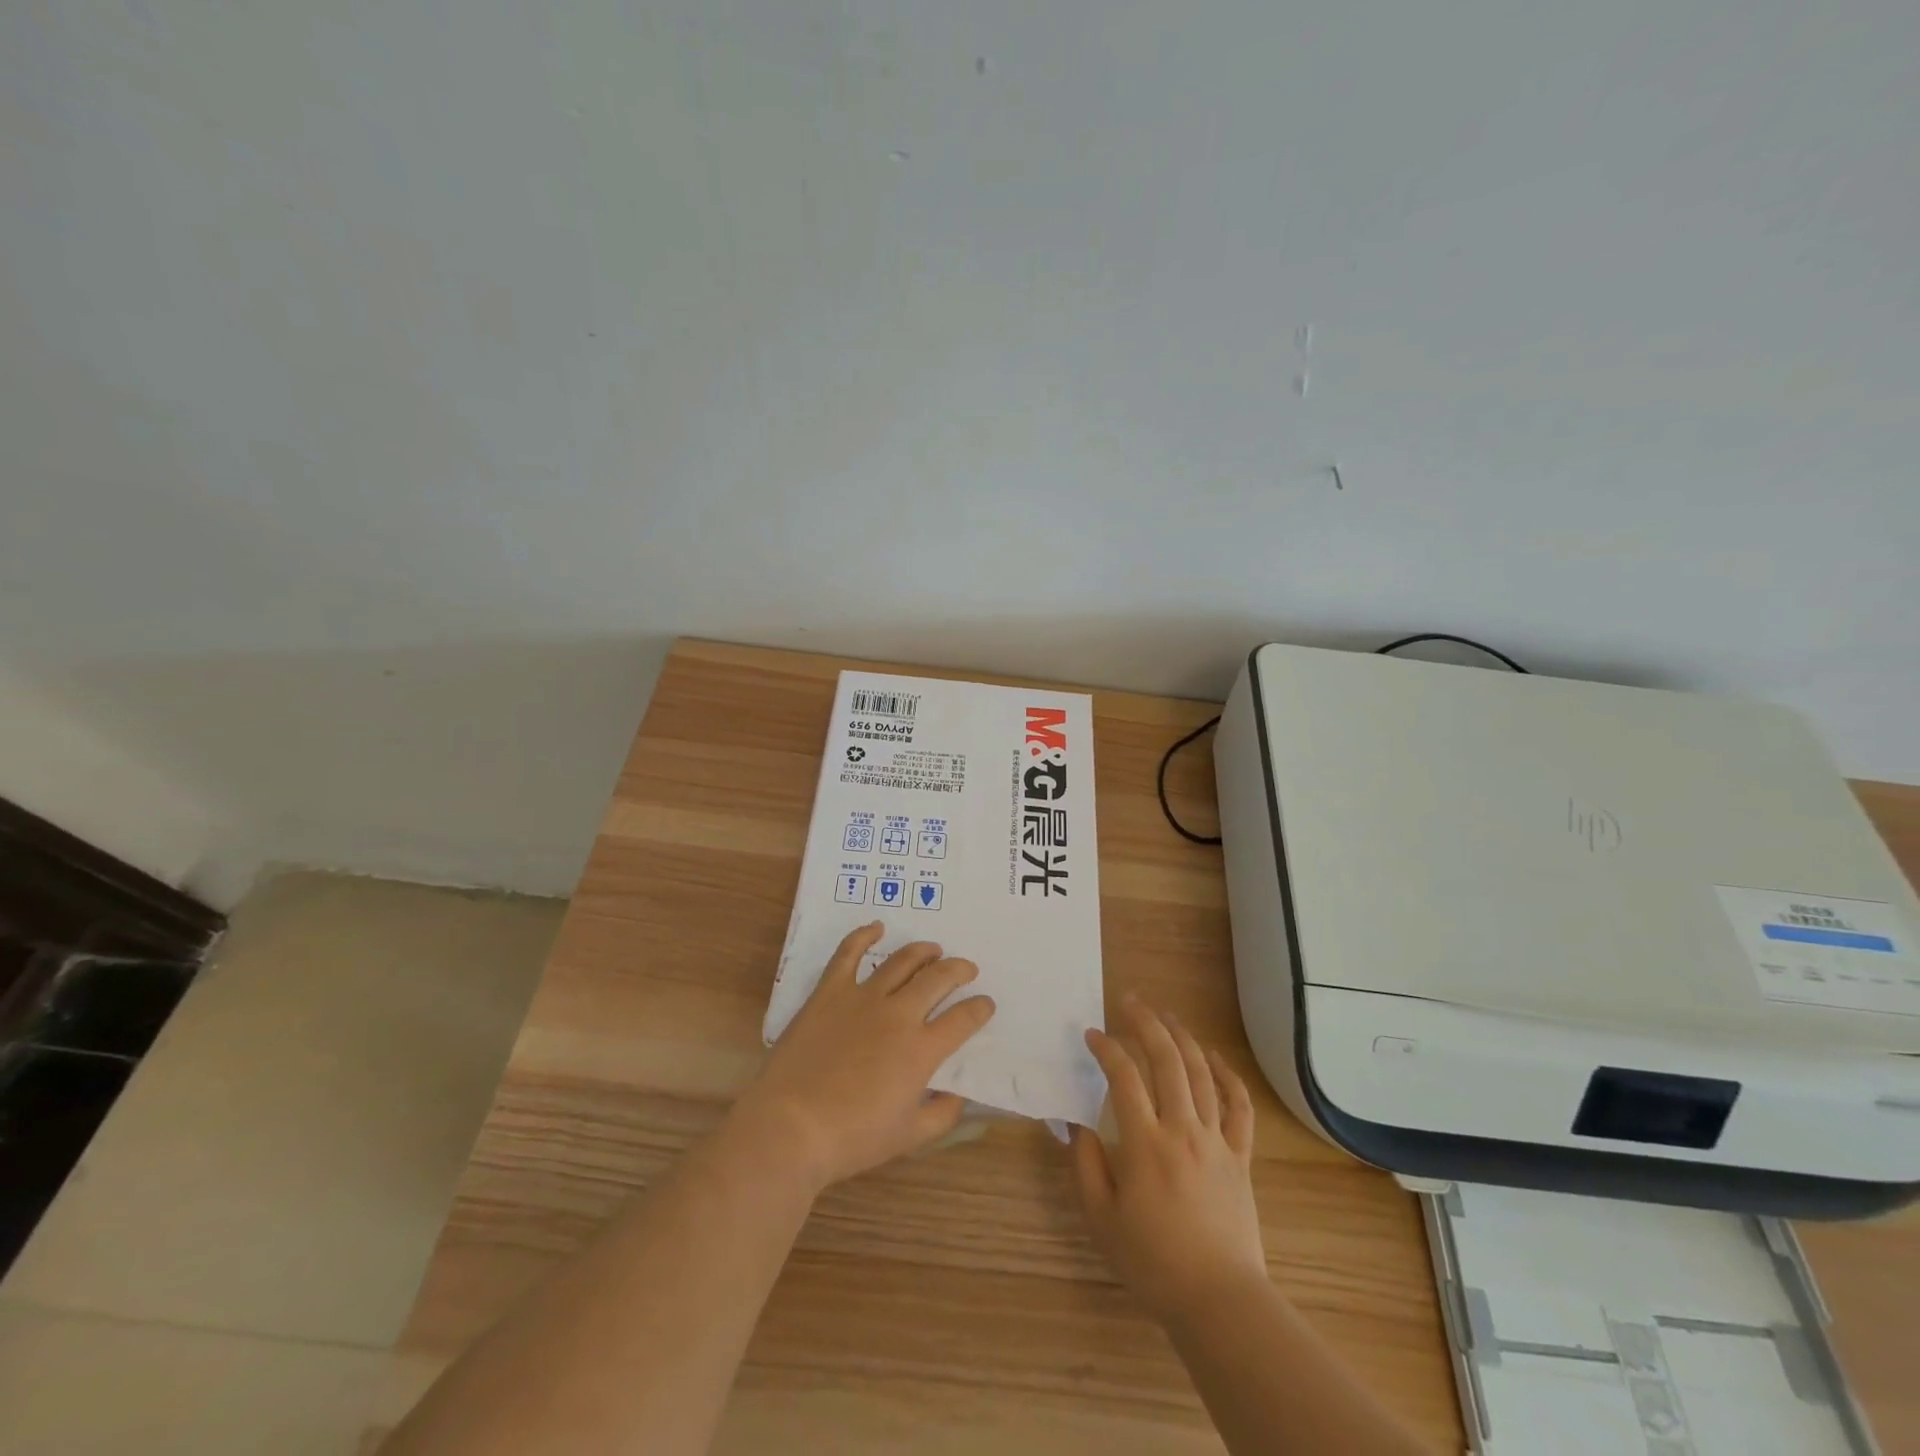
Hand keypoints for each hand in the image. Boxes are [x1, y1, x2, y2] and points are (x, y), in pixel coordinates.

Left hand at [731, 922, 995, 1194]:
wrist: (791, 1126)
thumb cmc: (852, 1137)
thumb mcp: (908, 1137)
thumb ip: (942, 1114)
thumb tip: (959, 1095)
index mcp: (921, 1049)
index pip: (963, 1019)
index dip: (980, 1008)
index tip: (986, 1004)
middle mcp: (899, 1014)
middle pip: (938, 979)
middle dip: (959, 970)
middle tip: (967, 969)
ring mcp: (863, 997)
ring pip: (902, 961)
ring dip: (923, 951)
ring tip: (934, 950)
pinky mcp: (830, 992)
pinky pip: (848, 953)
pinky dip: (864, 936)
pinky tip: (876, 928)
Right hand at [1071, 994, 1264, 1323]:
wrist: (1218, 1301)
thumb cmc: (1152, 1261)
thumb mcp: (1101, 1217)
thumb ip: (1085, 1164)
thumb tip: (1076, 1122)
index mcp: (1145, 1144)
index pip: (1123, 1077)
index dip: (1106, 1048)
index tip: (1091, 1034)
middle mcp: (1182, 1130)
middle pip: (1167, 1061)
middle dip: (1146, 1023)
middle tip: (1130, 1001)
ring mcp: (1216, 1140)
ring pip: (1201, 1074)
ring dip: (1182, 1038)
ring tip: (1166, 1015)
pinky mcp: (1240, 1156)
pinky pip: (1239, 1107)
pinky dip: (1228, 1076)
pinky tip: (1213, 1058)